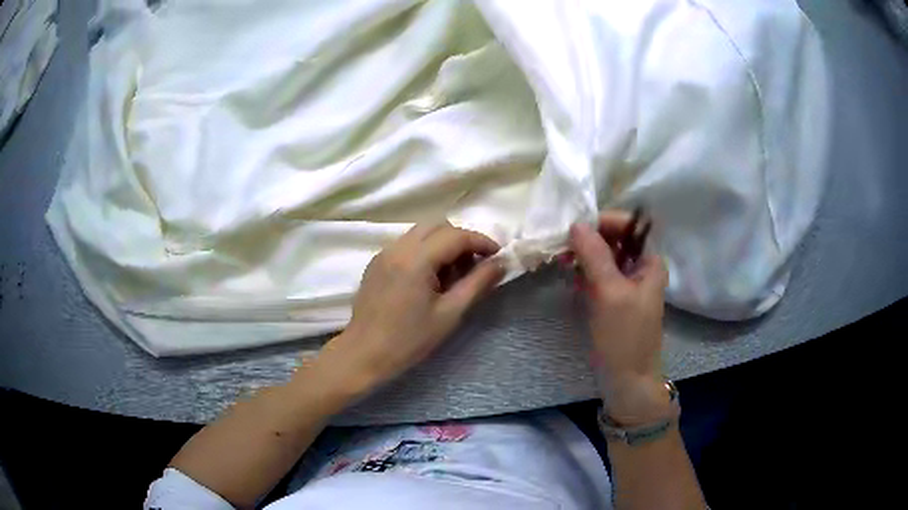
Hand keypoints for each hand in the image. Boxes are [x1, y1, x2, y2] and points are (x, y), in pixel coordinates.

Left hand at [316, 222, 504, 395]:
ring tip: (451, 275)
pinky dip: (424, 251)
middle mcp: (398, 248)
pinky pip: (406, 244)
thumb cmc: (409, 340)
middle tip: (473, 266)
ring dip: (442, 244)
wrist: (364, 353)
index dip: (481, 241)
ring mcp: (384, 253)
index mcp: (416, 259)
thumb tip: (501, 263)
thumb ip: (477, 284)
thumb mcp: (450, 314)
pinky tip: (428, 279)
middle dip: (461, 240)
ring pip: (420, 233)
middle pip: (437, 226)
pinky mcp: (376, 263)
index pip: (456, 235)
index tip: (497, 256)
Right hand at [569, 211, 670, 424]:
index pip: (628, 225)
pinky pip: (597, 275)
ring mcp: (626, 283)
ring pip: (603, 256)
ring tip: (562, 262)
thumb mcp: (610, 292)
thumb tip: (576, 224)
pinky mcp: (613, 298)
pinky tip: (570, 278)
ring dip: (583, 256)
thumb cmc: (624, 335)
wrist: (627, 378)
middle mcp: (640, 266)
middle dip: (589, 239)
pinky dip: (583, 272)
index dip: (603, 221)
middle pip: (614, 239)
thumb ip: (595, 255)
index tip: (574, 228)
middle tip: (563, 247)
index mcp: (649, 261)